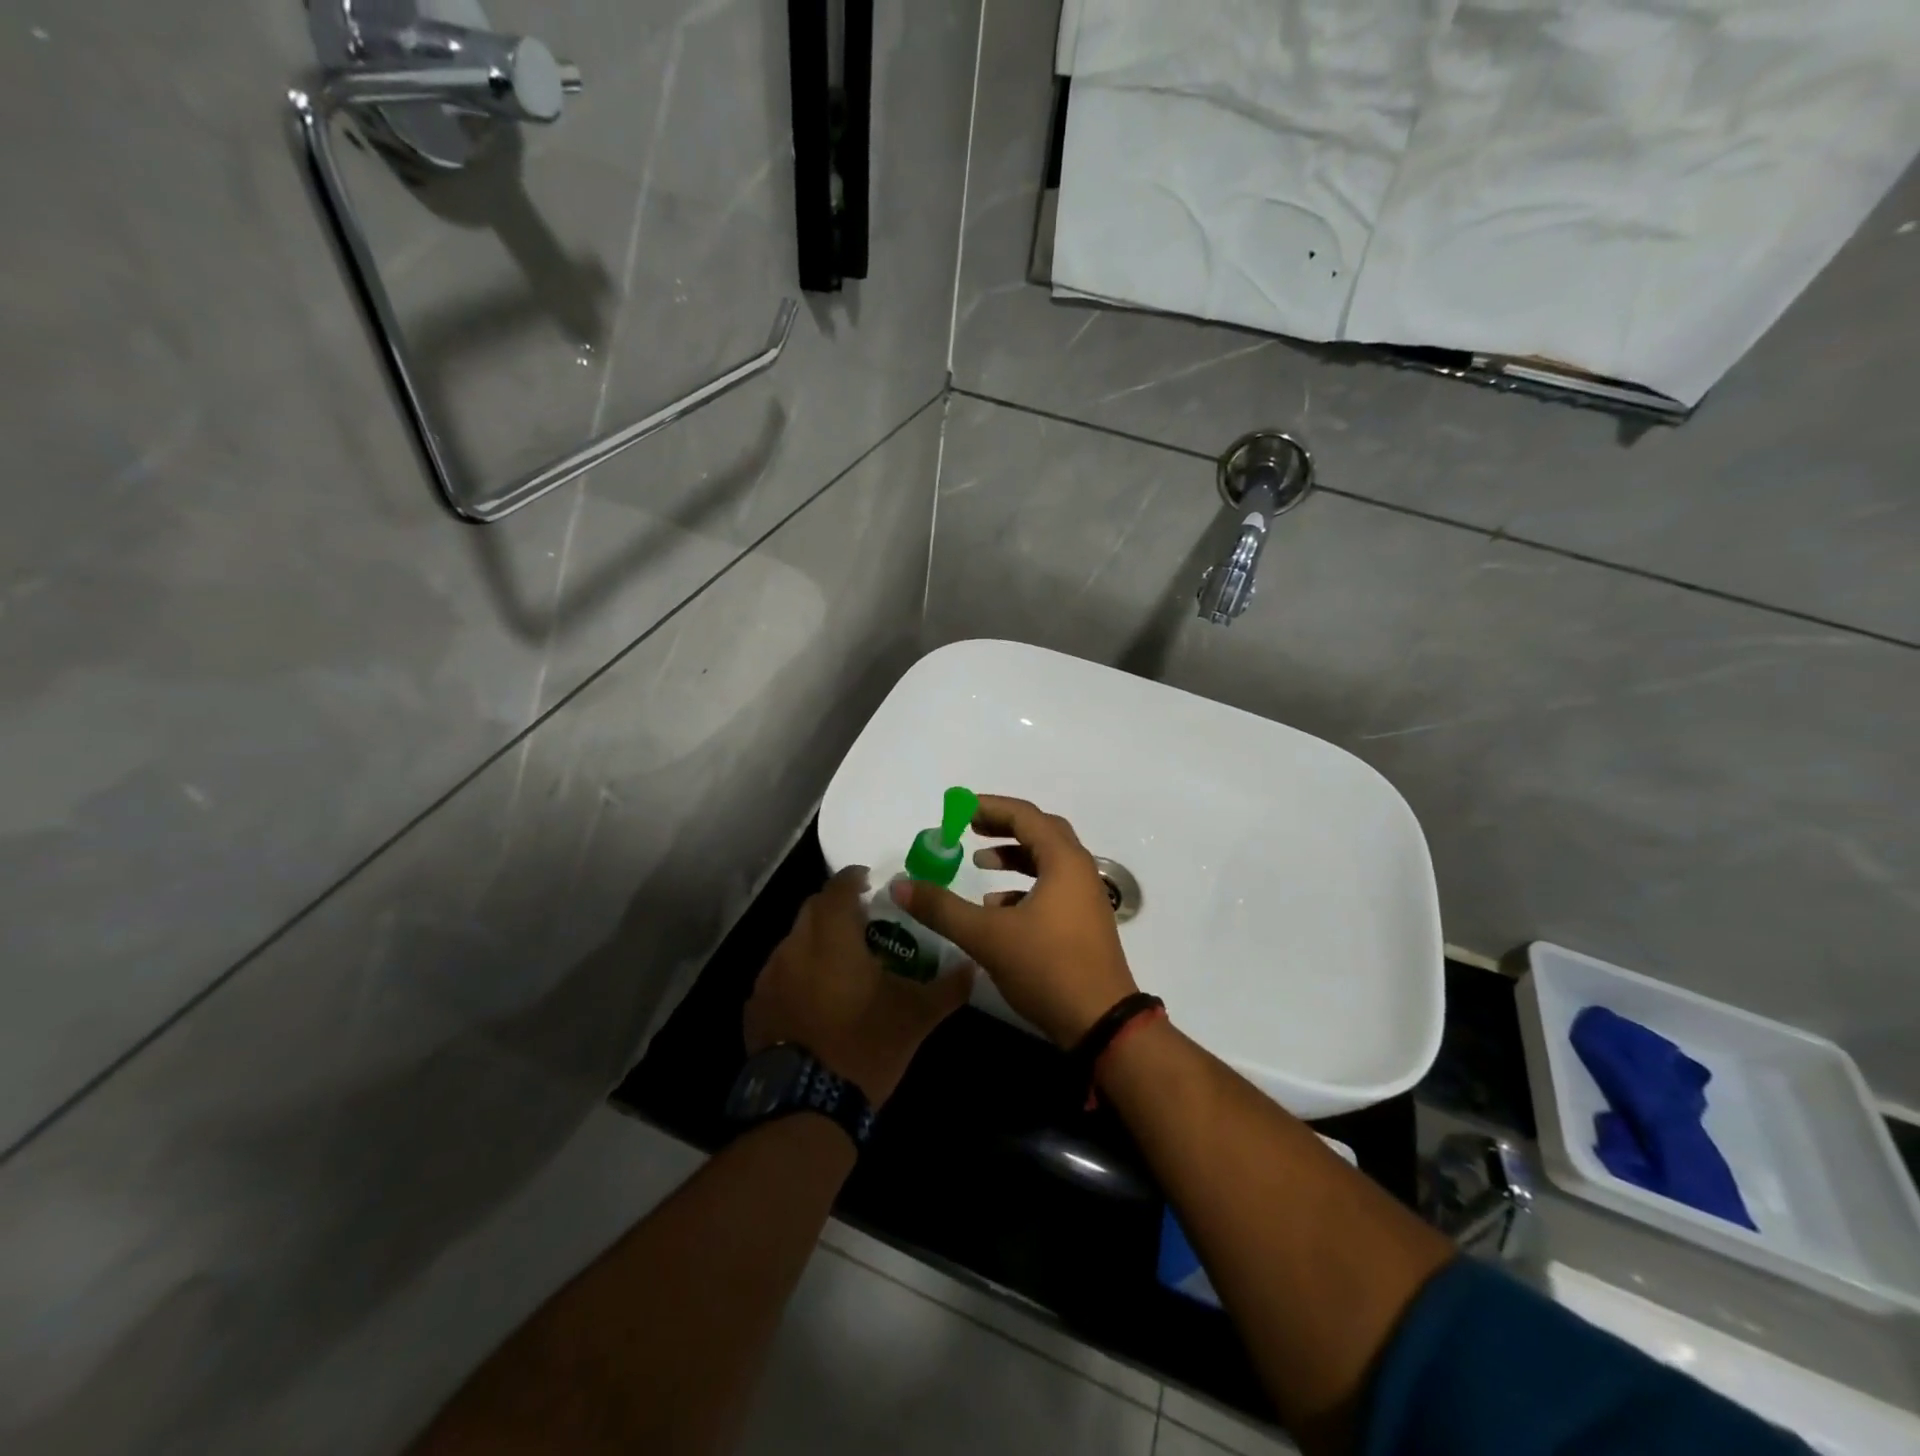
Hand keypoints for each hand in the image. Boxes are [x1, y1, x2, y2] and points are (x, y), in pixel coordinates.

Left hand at [744, 866, 973, 1106]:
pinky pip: (778, 975)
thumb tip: (974, 966)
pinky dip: (797, 974)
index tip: (869, 882)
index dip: (853, 878)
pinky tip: (814, 998)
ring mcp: (769, 978)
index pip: (838, 888)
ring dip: (815, 941)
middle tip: (862, 921)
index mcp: (833, 938)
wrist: (807, 1107)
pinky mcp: (755, 1007)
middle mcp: (794, 947)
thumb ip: (948, 987)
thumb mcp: (916, 1016)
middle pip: (812, 910)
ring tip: (840, 963)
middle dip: (835, 907)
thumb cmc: (866, 1046)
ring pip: (793, 942)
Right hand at [890, 796, 1138, 1047]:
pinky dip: (1023, 886)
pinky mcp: (1084, 922)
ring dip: (1014, 857)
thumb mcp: (987, 936)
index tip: (958, 809)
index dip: (989, 807)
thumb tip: (900, 885)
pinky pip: (1052, 887)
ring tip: (979, 865)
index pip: (1024, 816)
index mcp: (1063, 860)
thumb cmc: (1047, 967)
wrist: (1102, 1023)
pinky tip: (996, 909)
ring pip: (1048, 860)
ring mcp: (1085, 897)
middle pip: (1040, 831)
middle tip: (968, 828)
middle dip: (1002, 827)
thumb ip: (942, 909)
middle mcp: (1079, 870)